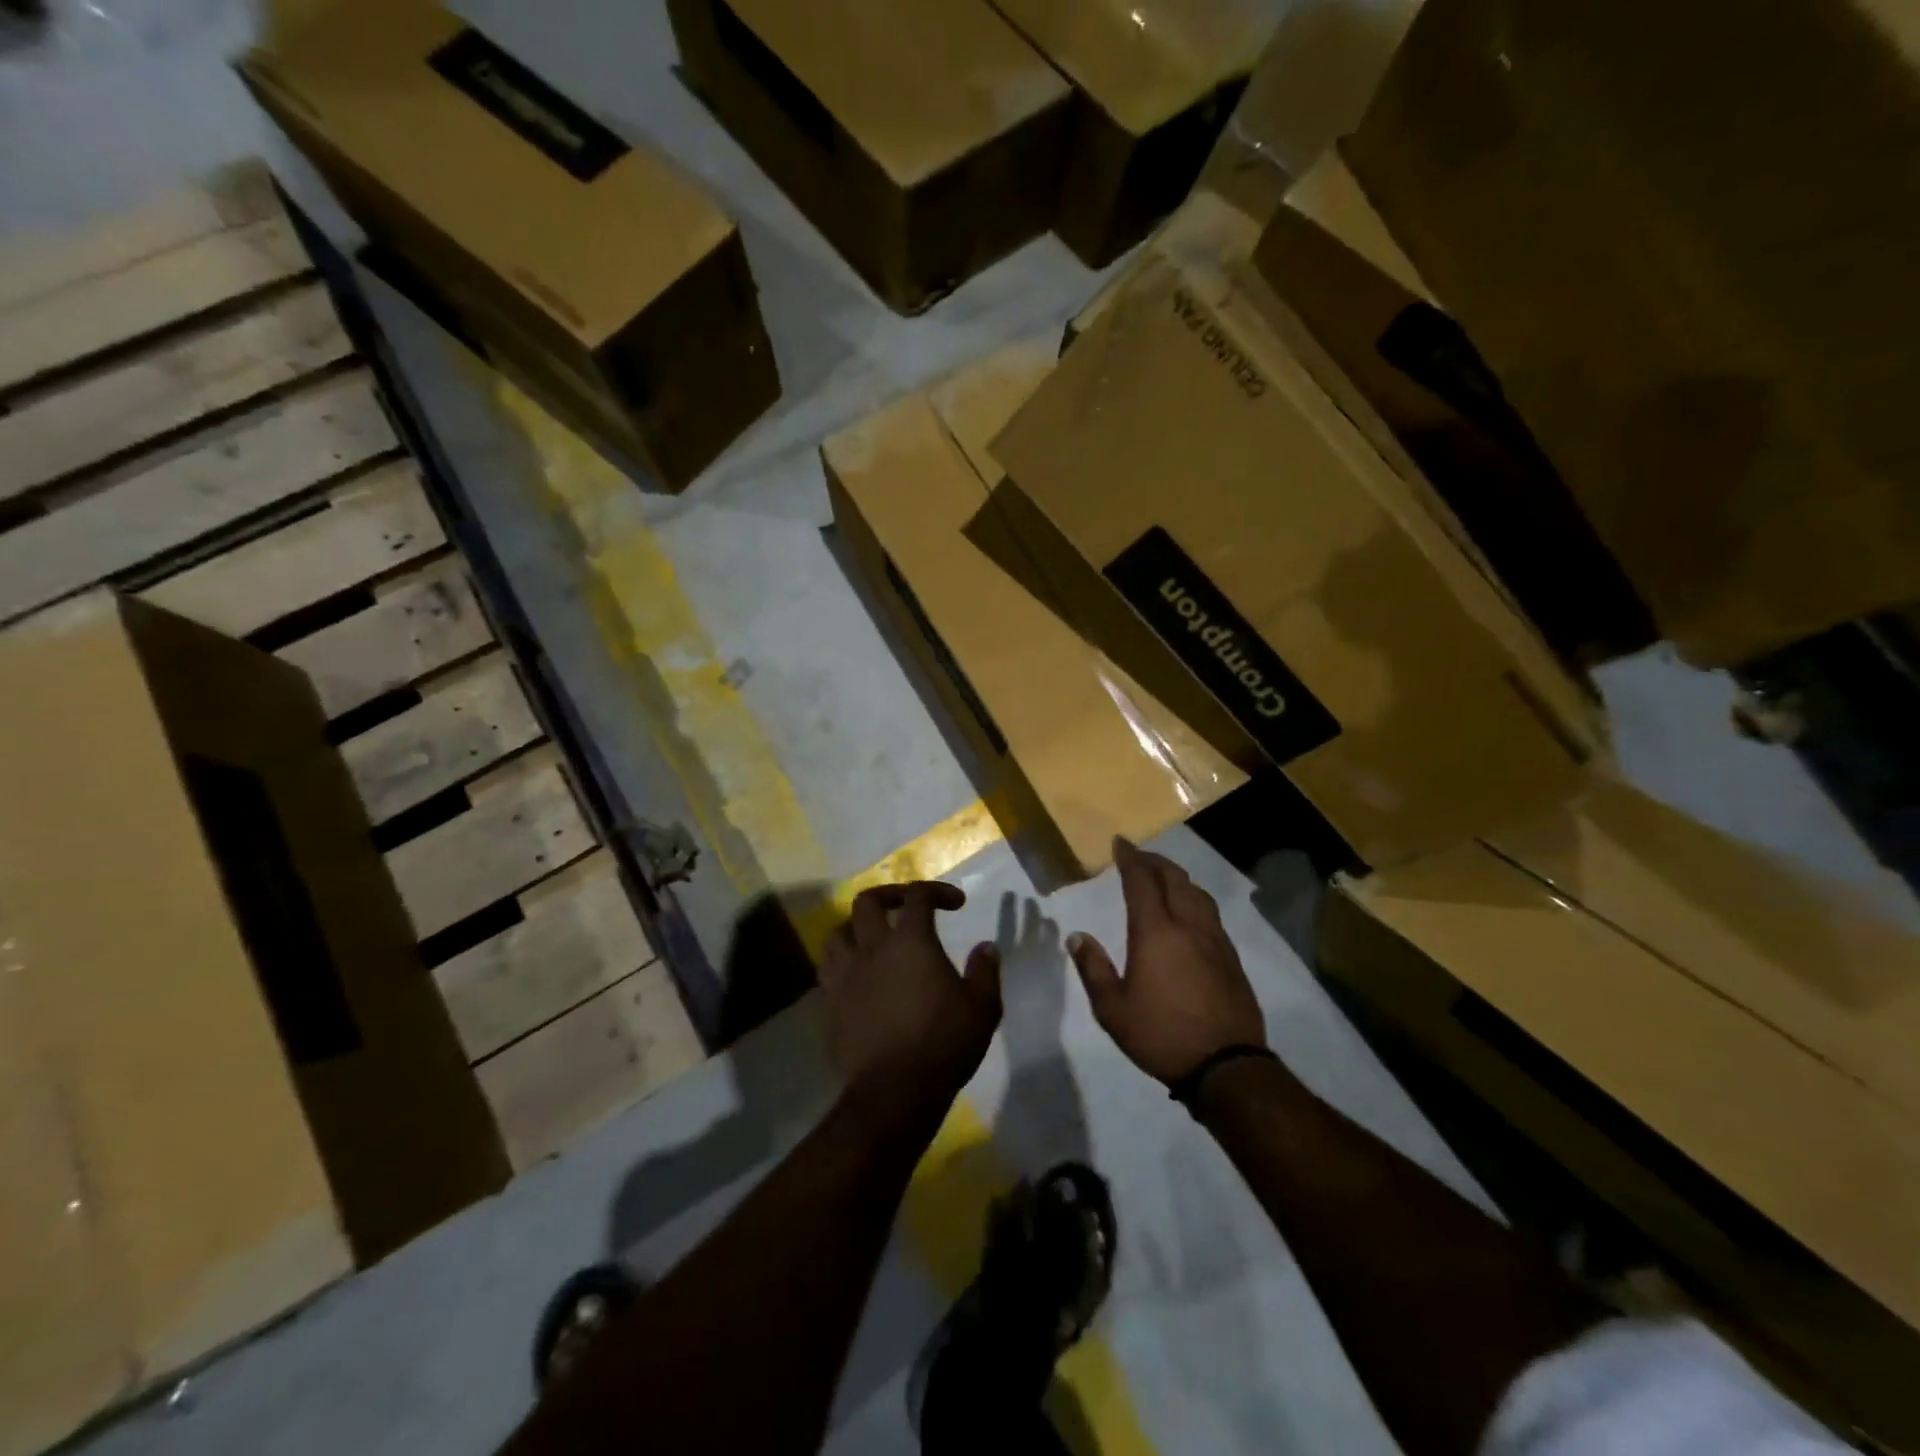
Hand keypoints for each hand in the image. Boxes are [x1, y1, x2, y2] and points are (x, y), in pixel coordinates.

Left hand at [819, 882, 1001, 1107]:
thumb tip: (986, 946)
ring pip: (838, 932)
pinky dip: (843, 962)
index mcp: (911, 941)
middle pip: (867, 902)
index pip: (918, 896)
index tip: (957, 904)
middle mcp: (873, 949)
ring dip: (857, 928)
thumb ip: (984, 971)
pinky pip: (828, 969)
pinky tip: (858, 976)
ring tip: (874, 939)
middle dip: (889, 896)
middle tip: (907, 907)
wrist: (894, 1091)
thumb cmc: (943, 1043)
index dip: (937, 891)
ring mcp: (845, 975)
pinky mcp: (830, 1003)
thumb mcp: (982, 1007)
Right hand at [1067, 840, 1265, 1084]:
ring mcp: (1215, 941)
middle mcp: (1188, 926)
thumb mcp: (1113, 1010)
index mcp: (1156, 932)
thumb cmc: (1161, 1035)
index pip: (1141, 881)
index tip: (1120, 843)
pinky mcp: (1232, 958)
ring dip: (1178, 878)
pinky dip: (1194, 900)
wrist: (1226, 1065)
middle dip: (1154, 862)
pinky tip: (1189, 914)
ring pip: (1197, 893)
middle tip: (1139, 856)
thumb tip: (1077, 937)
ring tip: (1164, 879)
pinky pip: (1211, 914)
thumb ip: (1094, 969)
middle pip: (1174, 879)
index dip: (1130, 858)